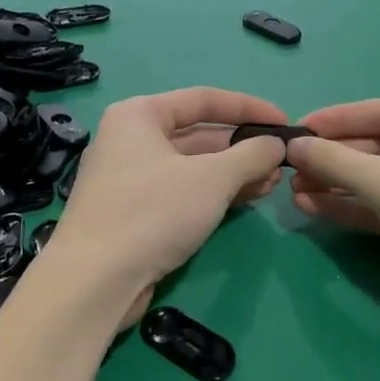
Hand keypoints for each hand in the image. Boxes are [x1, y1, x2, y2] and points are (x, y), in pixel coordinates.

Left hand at [51, 88, 287, 324]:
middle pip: (198, 134)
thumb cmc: (153, 212)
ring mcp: (131, 178)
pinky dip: (214, 193)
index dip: (248, 108)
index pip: (204, 99)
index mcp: (140, 115)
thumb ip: (250, 155)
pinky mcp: (135, 212)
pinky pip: (183, 191)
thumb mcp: (212, 178)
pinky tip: (248, 200)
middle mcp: (132, 140)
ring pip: (193, 166)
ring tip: (273, 184)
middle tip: (282, 162)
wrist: (95, 281)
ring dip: (234, 173)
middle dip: (243, 147)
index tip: (284, 122)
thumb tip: (276, 144)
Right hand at [286, 100, 379, 335]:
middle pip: (378, 148)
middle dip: (334, 157)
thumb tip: (293, 145)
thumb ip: (338, 162)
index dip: (337, 119)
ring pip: (376, 180)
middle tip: (291, 165)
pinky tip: (313, 206)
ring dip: (336, 183)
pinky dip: (350, 206)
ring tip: (294, 188)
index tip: (297, 127)